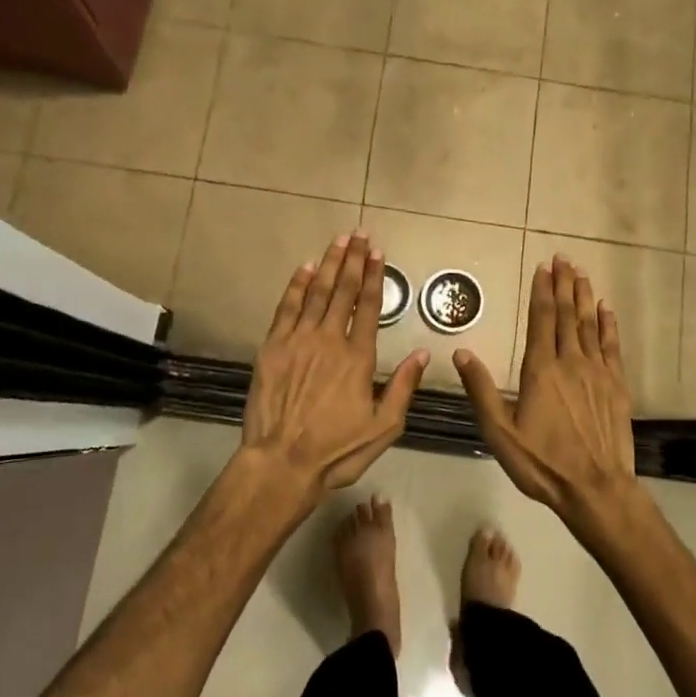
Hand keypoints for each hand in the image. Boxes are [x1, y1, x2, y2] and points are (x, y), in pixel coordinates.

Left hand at [242, 232, 428, 498]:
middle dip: (352, 260)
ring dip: (329, 264)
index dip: (374, 276)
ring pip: (316, 293)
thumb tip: (423, 353)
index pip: (369, 306)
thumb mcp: (384, 427)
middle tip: (358, 234)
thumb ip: (403, 387)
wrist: (282, 463)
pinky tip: (305, 268)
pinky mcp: (272, 348)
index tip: (377, 252)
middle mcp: (330, 340)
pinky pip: (286, 308)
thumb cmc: (337, 450)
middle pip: (343, 291)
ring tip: (338, 241)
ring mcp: (298, 341)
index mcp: (359, 358)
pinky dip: (297, 286)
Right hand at [453, 255, 641, 529]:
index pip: (541, 320)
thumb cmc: (542, 463)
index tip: (543, 267)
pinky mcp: (616, 386)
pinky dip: (608, 324)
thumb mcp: (500, 432)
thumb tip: (460, 352)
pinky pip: (611, 346)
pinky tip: (606, 309)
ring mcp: (597, 373)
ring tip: (581, 274)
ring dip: (584, 297)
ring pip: (590, 325)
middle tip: (564, 258)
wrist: (595, 489)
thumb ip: (480, 390)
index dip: (542, 291)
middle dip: (564, 284)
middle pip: (567, 315)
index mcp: (541, 370)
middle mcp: (571, 362)